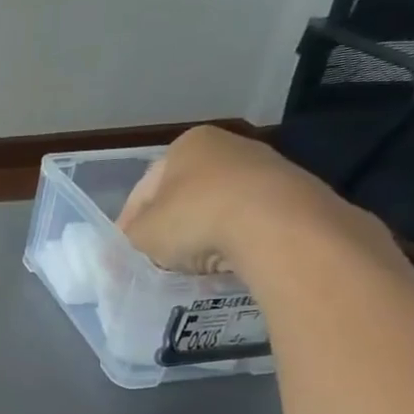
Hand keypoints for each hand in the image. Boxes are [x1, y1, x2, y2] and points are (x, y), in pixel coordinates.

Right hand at [118, 126, 383, 274]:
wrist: (278, 225)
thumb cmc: (196, 217)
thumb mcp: (143, 234)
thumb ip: (127, 241)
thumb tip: (118, 255)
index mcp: (185, 145)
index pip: (143, 190)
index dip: (128, 225)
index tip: (123, 254)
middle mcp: (226, 146)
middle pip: (184, 196)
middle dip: (170, 228)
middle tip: (157, 261)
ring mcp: (266, 167)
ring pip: (218, 208)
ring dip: (203, 234)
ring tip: (193, 267)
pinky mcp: (294, 194)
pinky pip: (250, 221)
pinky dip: (235, 240)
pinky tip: (228, 263)